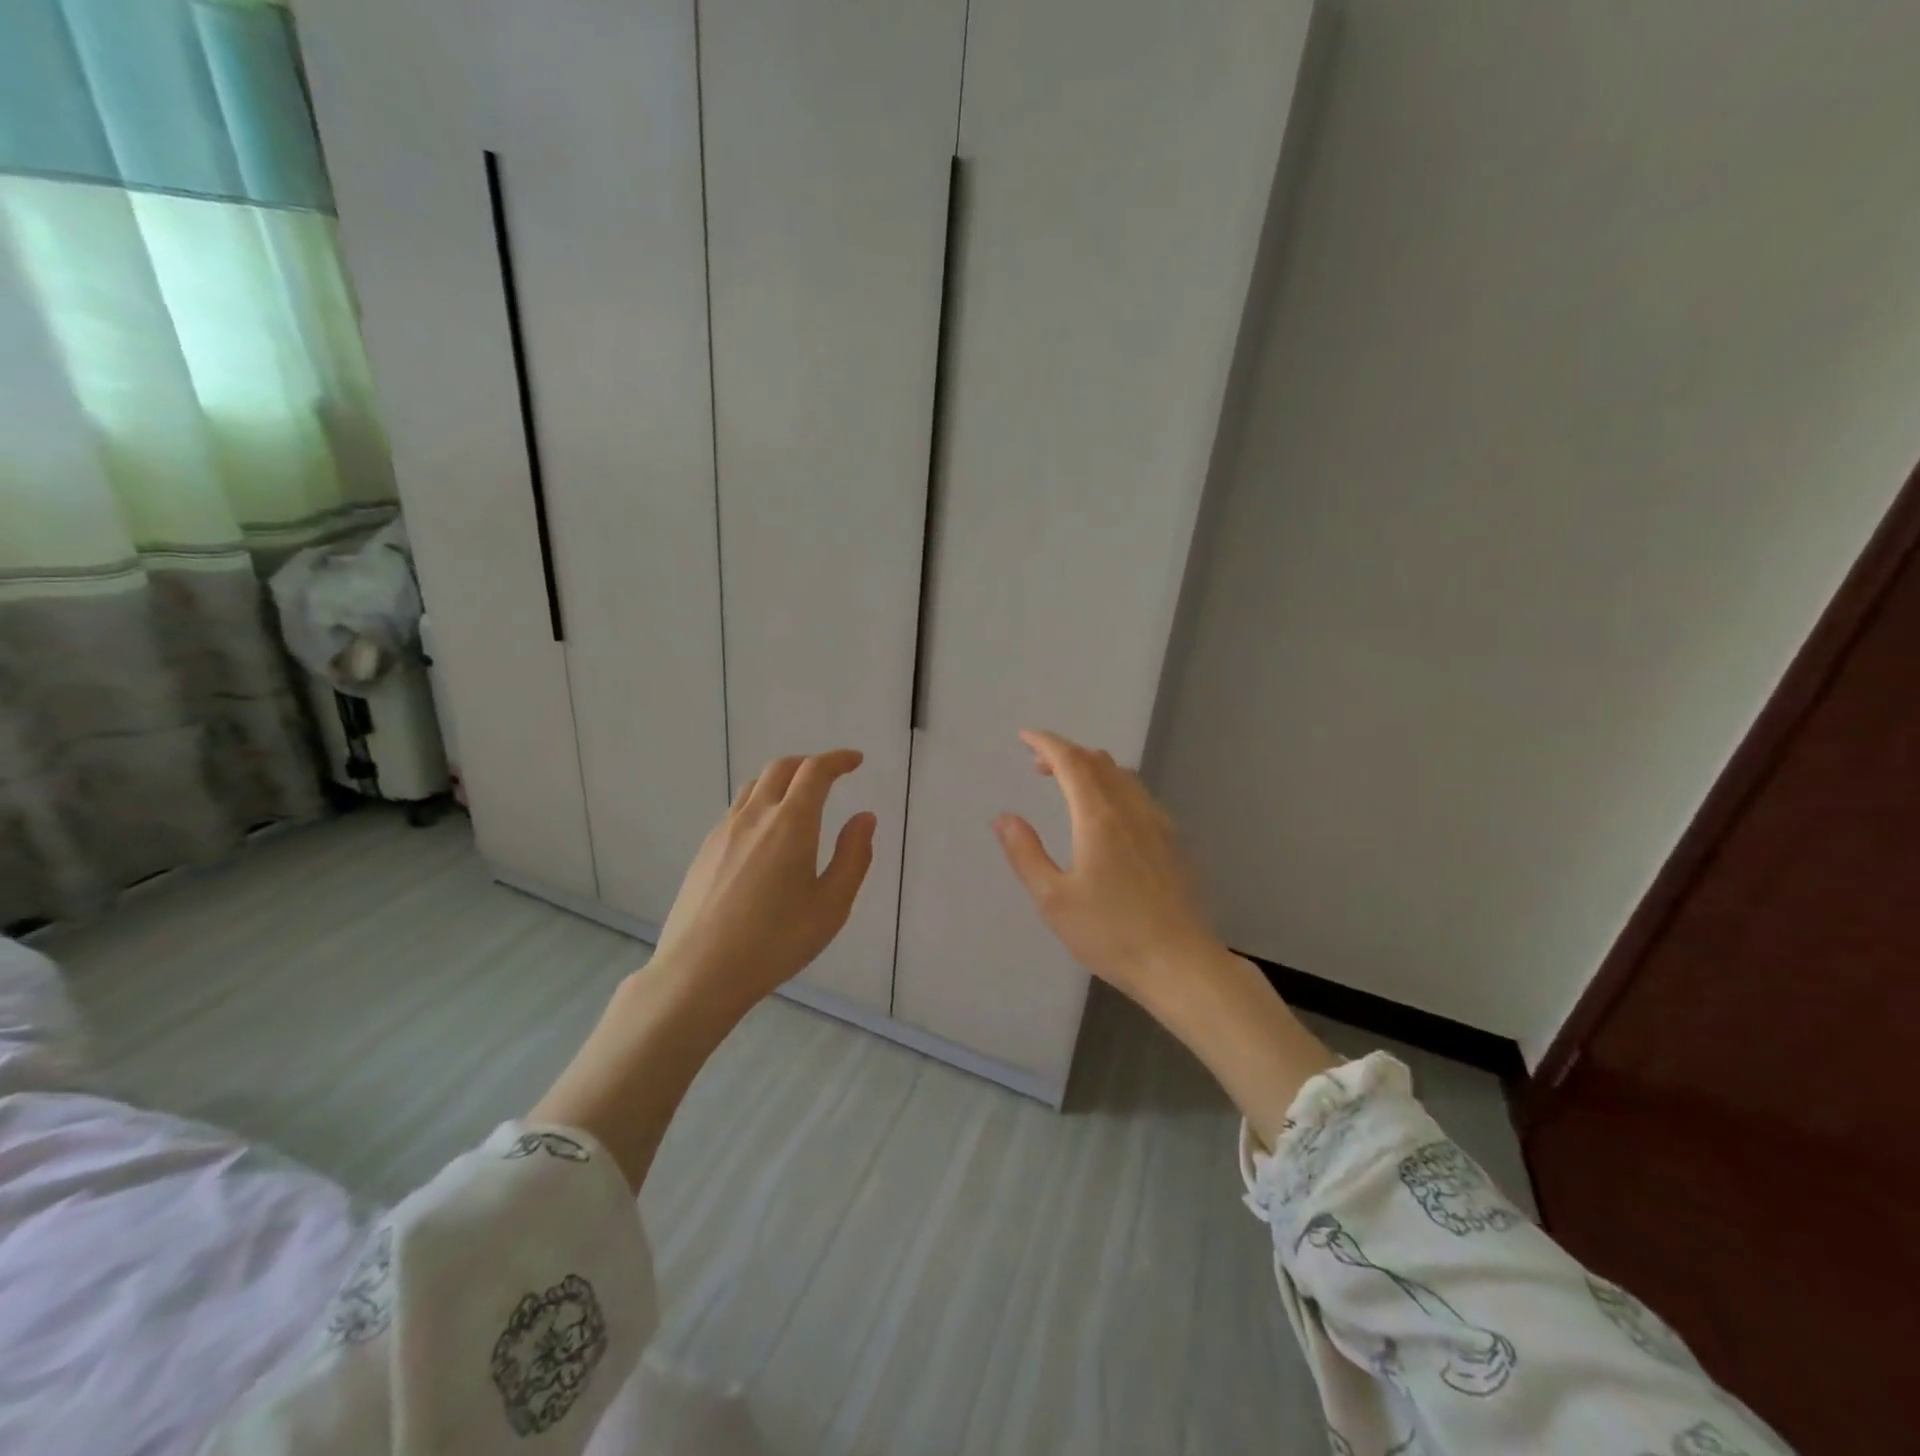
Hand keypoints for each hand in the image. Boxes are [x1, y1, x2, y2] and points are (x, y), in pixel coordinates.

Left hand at [655, 748, 876, 1010]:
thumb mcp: (832, 905)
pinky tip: (766, 836)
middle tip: (830, 776)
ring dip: (782, 781)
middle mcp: (755, 815)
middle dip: (809, 764)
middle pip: (781, 768)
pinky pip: (737, 810)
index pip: (815, 771)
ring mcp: (724, 831)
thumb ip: (854, 856)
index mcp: (791, 823)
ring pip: (754, 786)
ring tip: (799, 801)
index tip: (855, 760)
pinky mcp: (705, 850)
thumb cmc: (776, 941)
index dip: (838, 759)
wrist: (699, 972)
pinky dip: (760, 803)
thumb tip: (865, 817)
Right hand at [992, 729, 1220, 1003]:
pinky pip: (1139, 794)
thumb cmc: (1110, 934)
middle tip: (1038, 764)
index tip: (1025, 736)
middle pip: (1098, 761)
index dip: (1047, 743)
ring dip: (1091, 767)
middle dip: (1066, 753)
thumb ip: (1026, 853)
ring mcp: (1158, 823)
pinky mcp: (1173, 841)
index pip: (1071, 761)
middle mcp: (1131, 809)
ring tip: (1068, 783)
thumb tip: (1004, 817)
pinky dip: (1114, 785)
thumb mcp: (1053, 900)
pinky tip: (1107, 813)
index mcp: (1099, 817)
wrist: (1180, 963)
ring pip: (1123, 775)